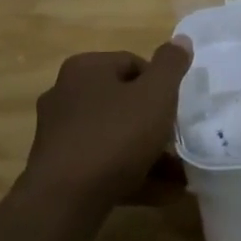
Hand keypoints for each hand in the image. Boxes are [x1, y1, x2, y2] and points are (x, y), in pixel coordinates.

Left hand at [26, 40, 193, 210]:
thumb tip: (181, 40)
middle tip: (180, 142)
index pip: (133, 64)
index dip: (161, 86)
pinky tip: (161, 194)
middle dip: (155, 124)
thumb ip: (171, 65)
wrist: (65, 200)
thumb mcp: (155, 95)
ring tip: (180, 176)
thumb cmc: (115, 136)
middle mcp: (66, 94)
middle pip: (123, 102)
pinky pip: (103, 164)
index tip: (177, 110)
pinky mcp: (59, 168)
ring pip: (115, 137)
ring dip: (148, 154)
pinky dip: (131, 174)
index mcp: (85, 69)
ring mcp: (60, 134)